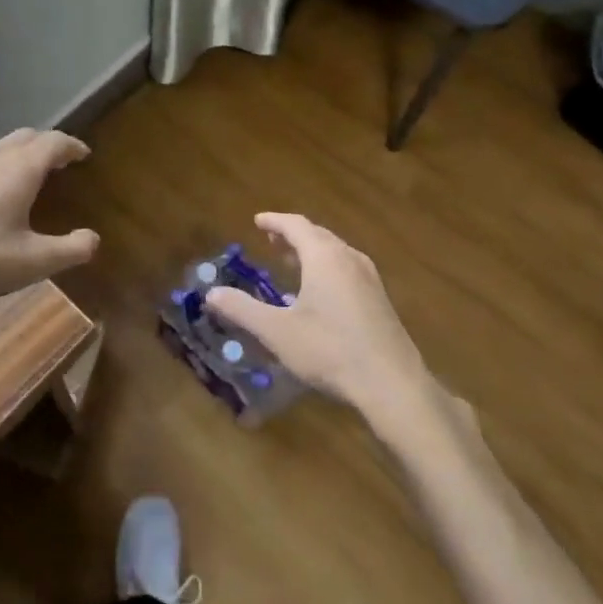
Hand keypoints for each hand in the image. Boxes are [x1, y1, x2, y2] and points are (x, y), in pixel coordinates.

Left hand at [0, 129, 98, 310]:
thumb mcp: (32, 262)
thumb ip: (70, 250)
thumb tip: (93, 239)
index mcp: (20, 169)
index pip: (54, 143)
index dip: (72, 146)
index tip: (83, 154)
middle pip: (25, 137)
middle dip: (45, 143)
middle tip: (59, 160)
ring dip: (18, 154)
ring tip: (28, 176)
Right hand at [205, 213, 436, 428]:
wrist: (391, 383)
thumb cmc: (330, 350)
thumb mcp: (277, 332)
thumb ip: (242, 310)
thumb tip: (210, 293)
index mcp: (324, 257)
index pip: (296, 225)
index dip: (274, 221)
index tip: (257, 220)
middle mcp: (349, 258)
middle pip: (318, 235)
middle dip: (292, 234)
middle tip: (270, 239)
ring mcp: (369, 278)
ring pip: (335, 252)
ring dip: (311, 251)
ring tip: (291, 261)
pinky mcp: (379, 299)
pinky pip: (347, 269)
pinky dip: (326, 267)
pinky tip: (319, 293)